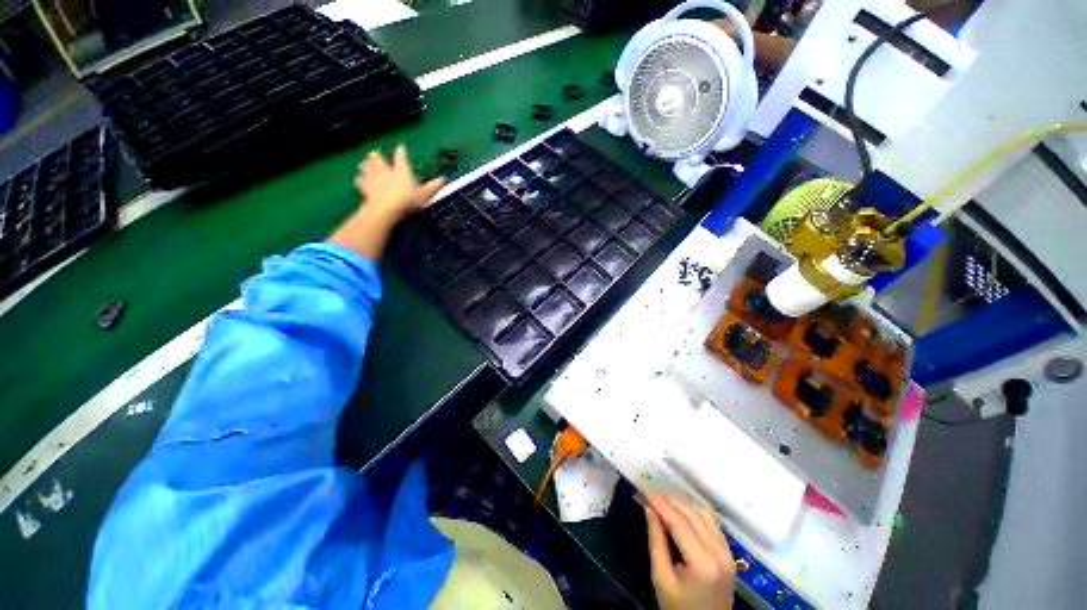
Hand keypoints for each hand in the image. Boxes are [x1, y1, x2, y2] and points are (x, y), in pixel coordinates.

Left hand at [355, 145, 444, 220]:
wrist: (386, 208)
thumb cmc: (407, 200)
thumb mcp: (424, 195)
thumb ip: (432, 187)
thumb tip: (443, 179)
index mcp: (401, 170)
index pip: (401, 157)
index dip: (401, 152)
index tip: (401, 147)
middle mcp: (386, 170)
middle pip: (379, 159)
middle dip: (378, 155)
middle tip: (376, 151)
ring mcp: (373, 177)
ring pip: (368, 166)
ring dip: (367, 163)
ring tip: (365, 161)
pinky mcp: (364, 186)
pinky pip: (360, 180)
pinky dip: (359, 178)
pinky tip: (359, 178)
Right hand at [645, 494, 735, 609]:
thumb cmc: (678, 609)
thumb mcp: (661, 578)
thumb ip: (656, 541)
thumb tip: (648, 508)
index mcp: (702, 563)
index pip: (678, 522)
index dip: (659, 502)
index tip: (642, 488)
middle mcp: (719, 553)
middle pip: (692, 515)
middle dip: (668, 499)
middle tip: (649, 489)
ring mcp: (728, 553)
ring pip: (704, 514)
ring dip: (682, 502)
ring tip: (661, 497)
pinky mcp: (729, 554)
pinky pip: (712, 523)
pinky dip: (695, 511)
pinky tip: (681, 508)